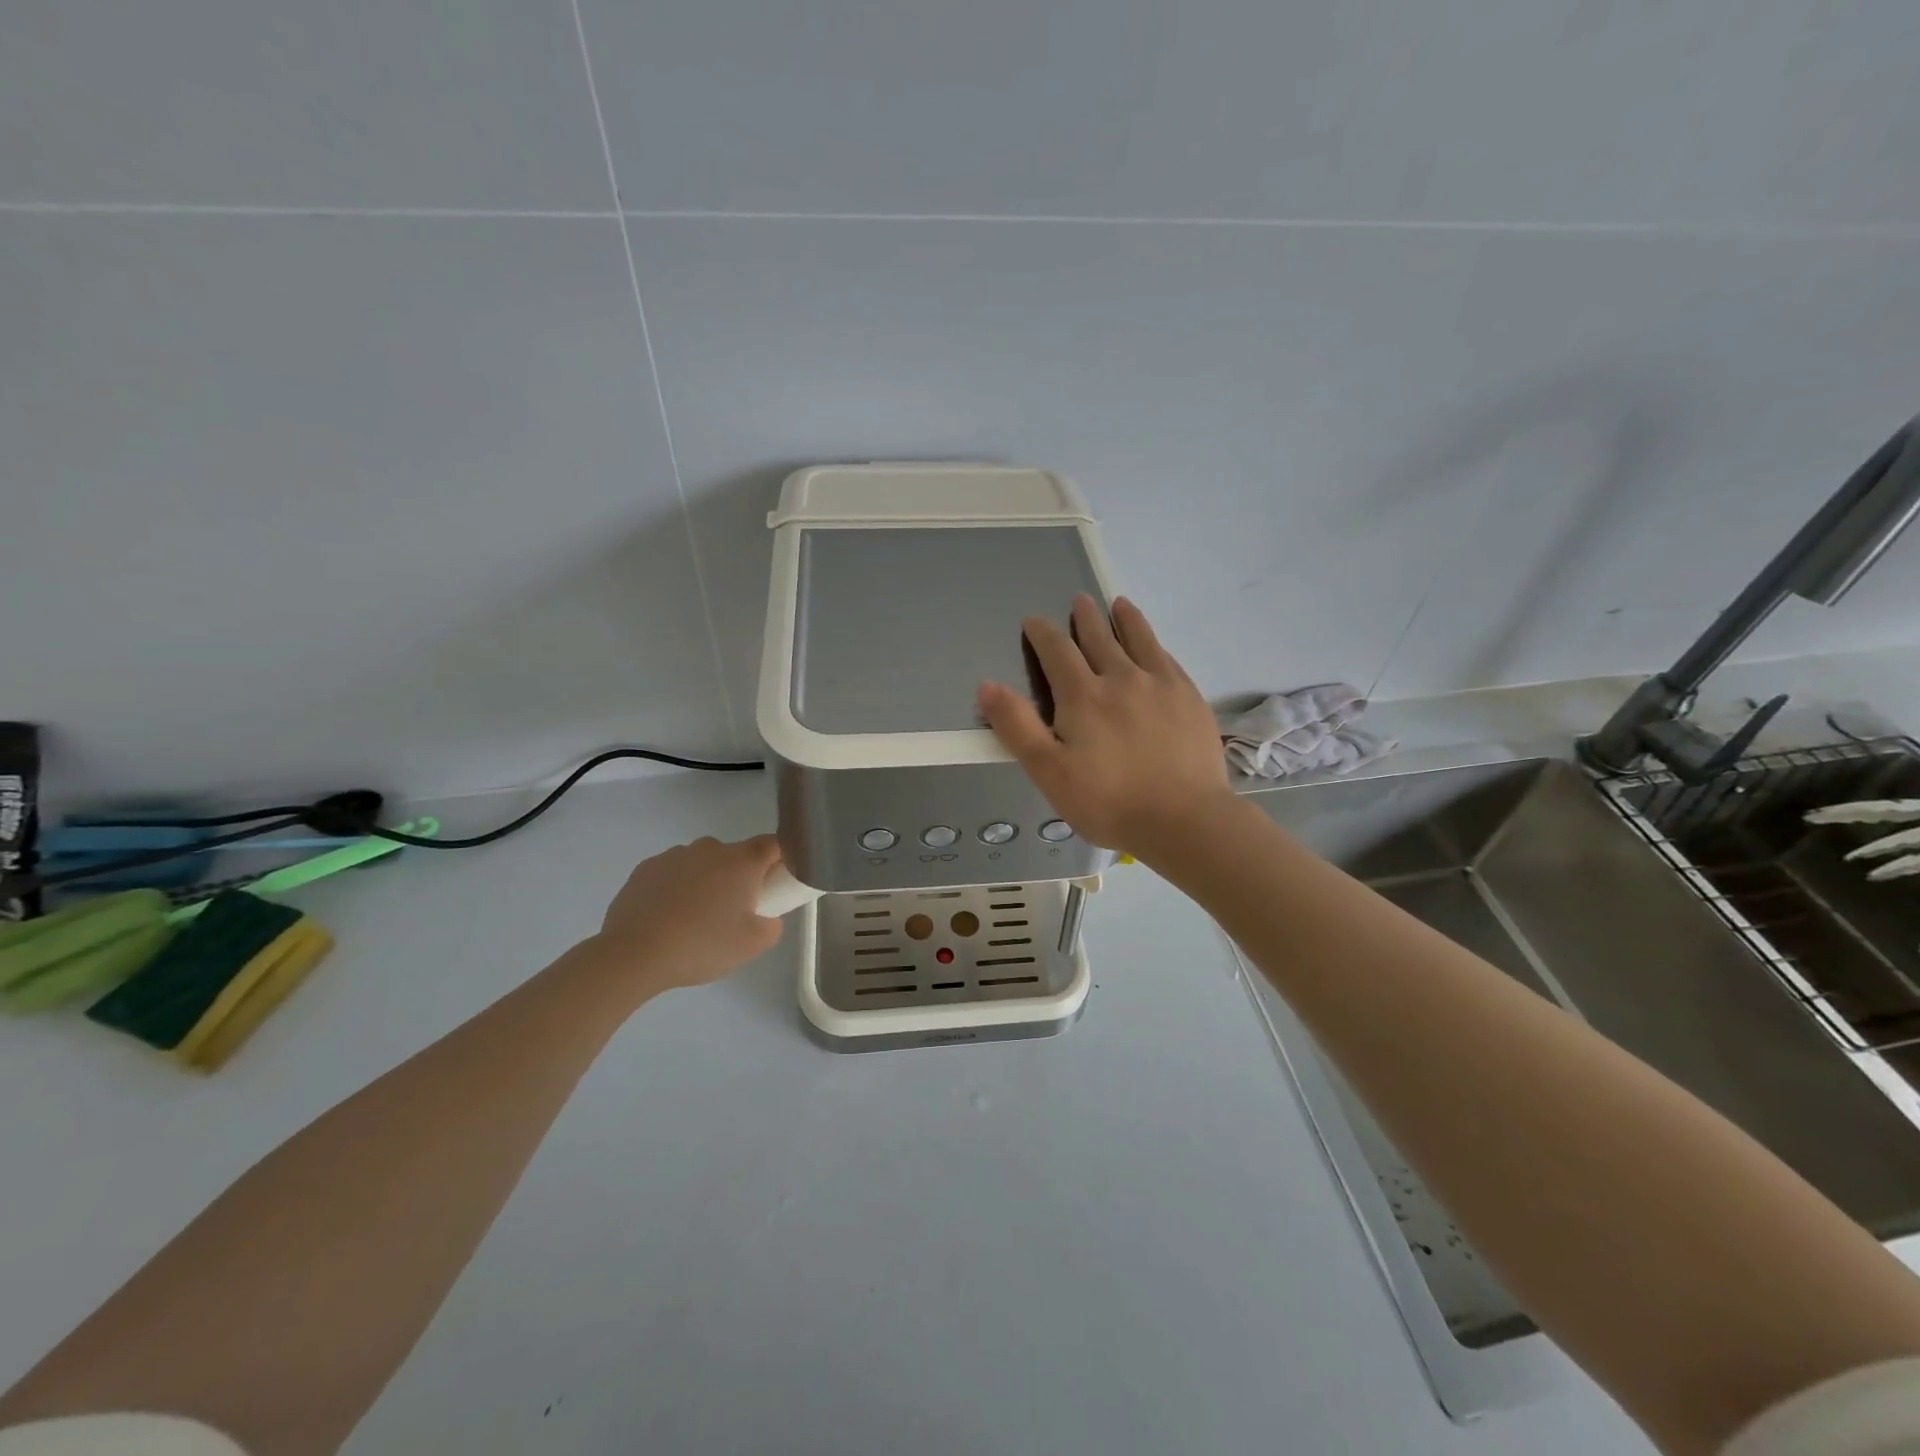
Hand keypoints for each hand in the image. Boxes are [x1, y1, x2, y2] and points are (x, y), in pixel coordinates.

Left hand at [589, 835, 785, 992]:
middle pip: (735, 856)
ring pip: (702, 864)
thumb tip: (765, 917)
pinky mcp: (645, 869)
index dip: (782, 860)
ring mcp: (674, 855)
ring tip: (693, 921)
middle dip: (739, 878)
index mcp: (742, 860)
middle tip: (734, 914)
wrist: (633, 954)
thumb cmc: (702, 944)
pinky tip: (666, 920)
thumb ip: (772, 925)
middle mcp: (710, 848)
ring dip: (705, 883)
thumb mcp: (753, 944)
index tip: (777, 884)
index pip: (774, 845)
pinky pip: (672, 874)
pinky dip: (676, 890)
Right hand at [977, 595, 1230, 854]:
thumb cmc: (1108, 801)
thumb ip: (1017, 727)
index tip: (1033, 620)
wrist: (1184, 819)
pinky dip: (1156, 646)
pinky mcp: (1190, 699)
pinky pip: (1168, 660)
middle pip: (1100, 638)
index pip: (1057, 651)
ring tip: (1119, 604)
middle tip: (1080, 600)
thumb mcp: (1049, 771)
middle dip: (1085, 618)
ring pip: (1140, 640)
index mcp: (1083, 695)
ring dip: (1126, 620)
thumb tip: (987, 685)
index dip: (1042, 632)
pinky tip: (1156, 647)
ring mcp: (1161, 685)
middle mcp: (1122, 678)